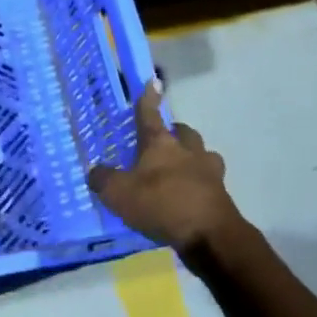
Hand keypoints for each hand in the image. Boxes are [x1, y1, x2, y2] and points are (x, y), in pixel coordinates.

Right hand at [87, 83, 243, 252]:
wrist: (209, 235)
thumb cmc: (160, 203)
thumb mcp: (118, 193)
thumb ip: (103, 179)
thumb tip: (95, 171)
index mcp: (161, 144)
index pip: (150, 115)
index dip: (148, 99)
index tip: (153, 81)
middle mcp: (188, 151)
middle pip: (184, 132)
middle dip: (175, 133)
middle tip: (163, 142)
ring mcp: (209, 172)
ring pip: (202, 155)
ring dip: (192, 158)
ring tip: (178, 171)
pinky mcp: (221, 195)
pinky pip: (208, 181)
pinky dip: (198, 184)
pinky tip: (187, 197)